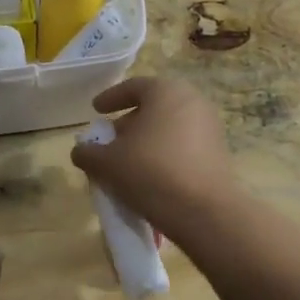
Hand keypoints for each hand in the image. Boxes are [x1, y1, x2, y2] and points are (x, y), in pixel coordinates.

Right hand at [69, 77, 238, 241]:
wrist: (204, 212)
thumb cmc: (151, 172)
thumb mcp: (108, 163)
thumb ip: (89, 152)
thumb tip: (81, 151)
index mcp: (166, 92)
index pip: (133, 86)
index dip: (110, 98)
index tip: (96, 110)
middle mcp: (192, 102)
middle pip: (153, 107)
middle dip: (129, 122)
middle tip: (110, 140)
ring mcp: (210, 128)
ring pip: (169, 128)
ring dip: (146, 141)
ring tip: (127, 162)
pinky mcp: (218, 153)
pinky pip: (183, 146)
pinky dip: (164, 154)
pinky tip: (149, 176)